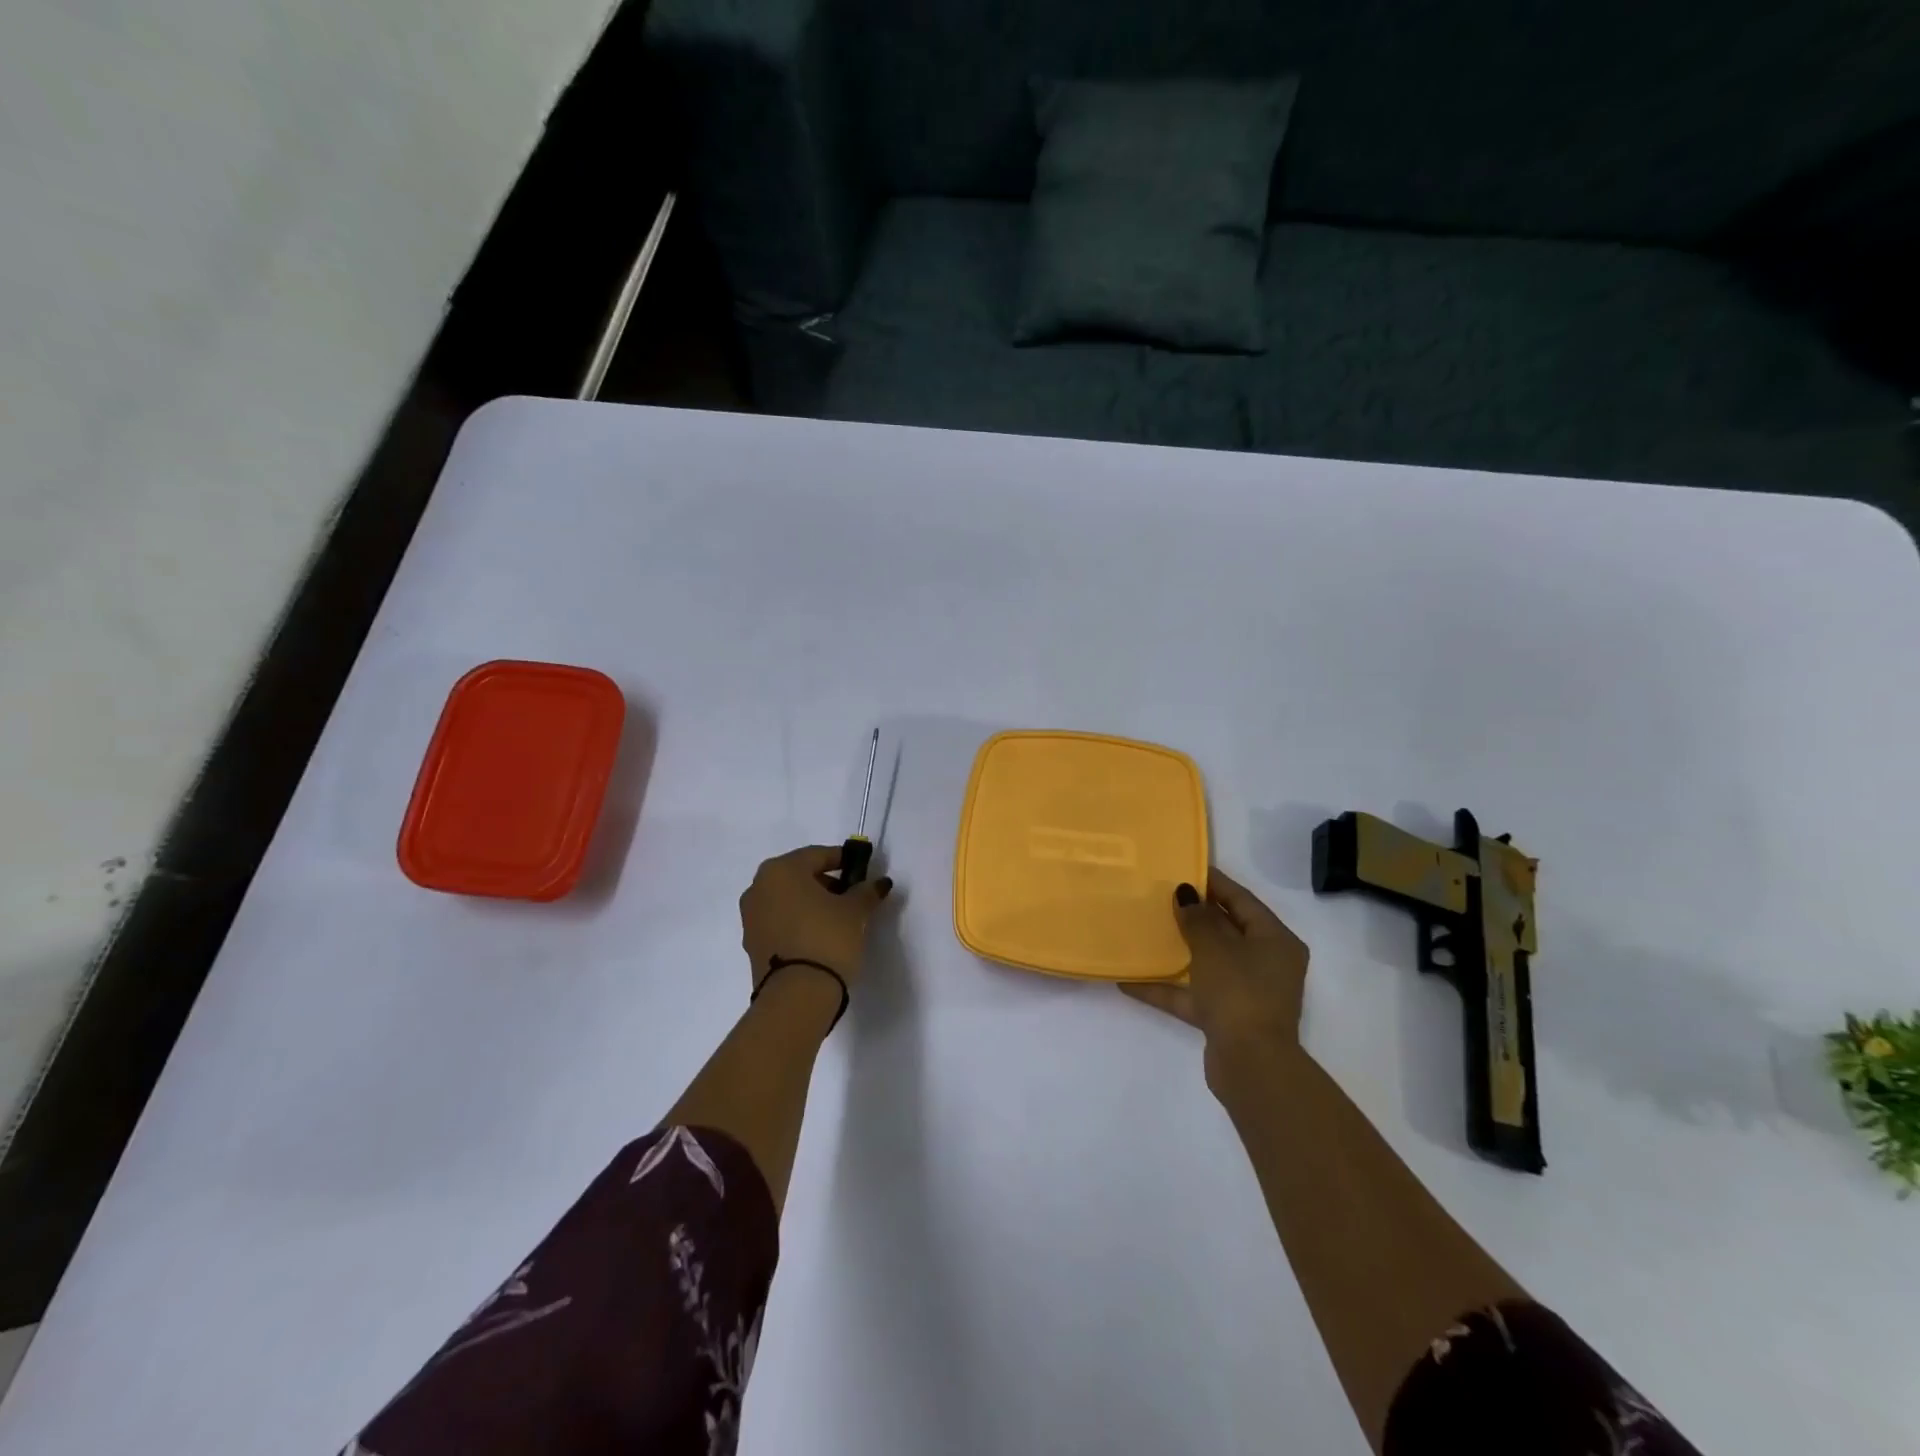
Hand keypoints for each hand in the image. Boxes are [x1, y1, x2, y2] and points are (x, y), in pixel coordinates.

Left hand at [739, 844, 893, 993]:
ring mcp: (751, 917)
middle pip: (798, 876)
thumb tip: (879, 883)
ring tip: (837, 919)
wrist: (797, 995)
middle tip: (850, 896)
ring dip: (810, 903)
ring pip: (787, 899)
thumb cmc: (827, 938)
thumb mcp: (855, 911)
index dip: (842, 860)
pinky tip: (818, 936)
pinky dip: (798, 922)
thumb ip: (866, 891)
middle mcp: (759, 887)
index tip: (861, 870)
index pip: (817, 855)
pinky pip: (779, 921)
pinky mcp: (751, 943)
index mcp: (781, 870)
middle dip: (825, 883)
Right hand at [1122, 869, 1308, 1095]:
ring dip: (1179, 950)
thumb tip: (1185, 893)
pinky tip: (1129, 981)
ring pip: (1208, 962)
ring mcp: (1246, 992)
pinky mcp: (1225, 1018)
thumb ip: (1197, 918)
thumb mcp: (1214, 947)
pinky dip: (1167, 988)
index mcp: (1275, 940)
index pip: (1242, 900)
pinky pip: (1192, 995)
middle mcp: (1265, 964)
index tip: (1183, 866)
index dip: (1214, 882)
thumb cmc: (1239, 992)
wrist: (1251, 1065)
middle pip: (1226, 930)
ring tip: (1146, 930)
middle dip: (1194, 914)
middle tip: (1161, 894)